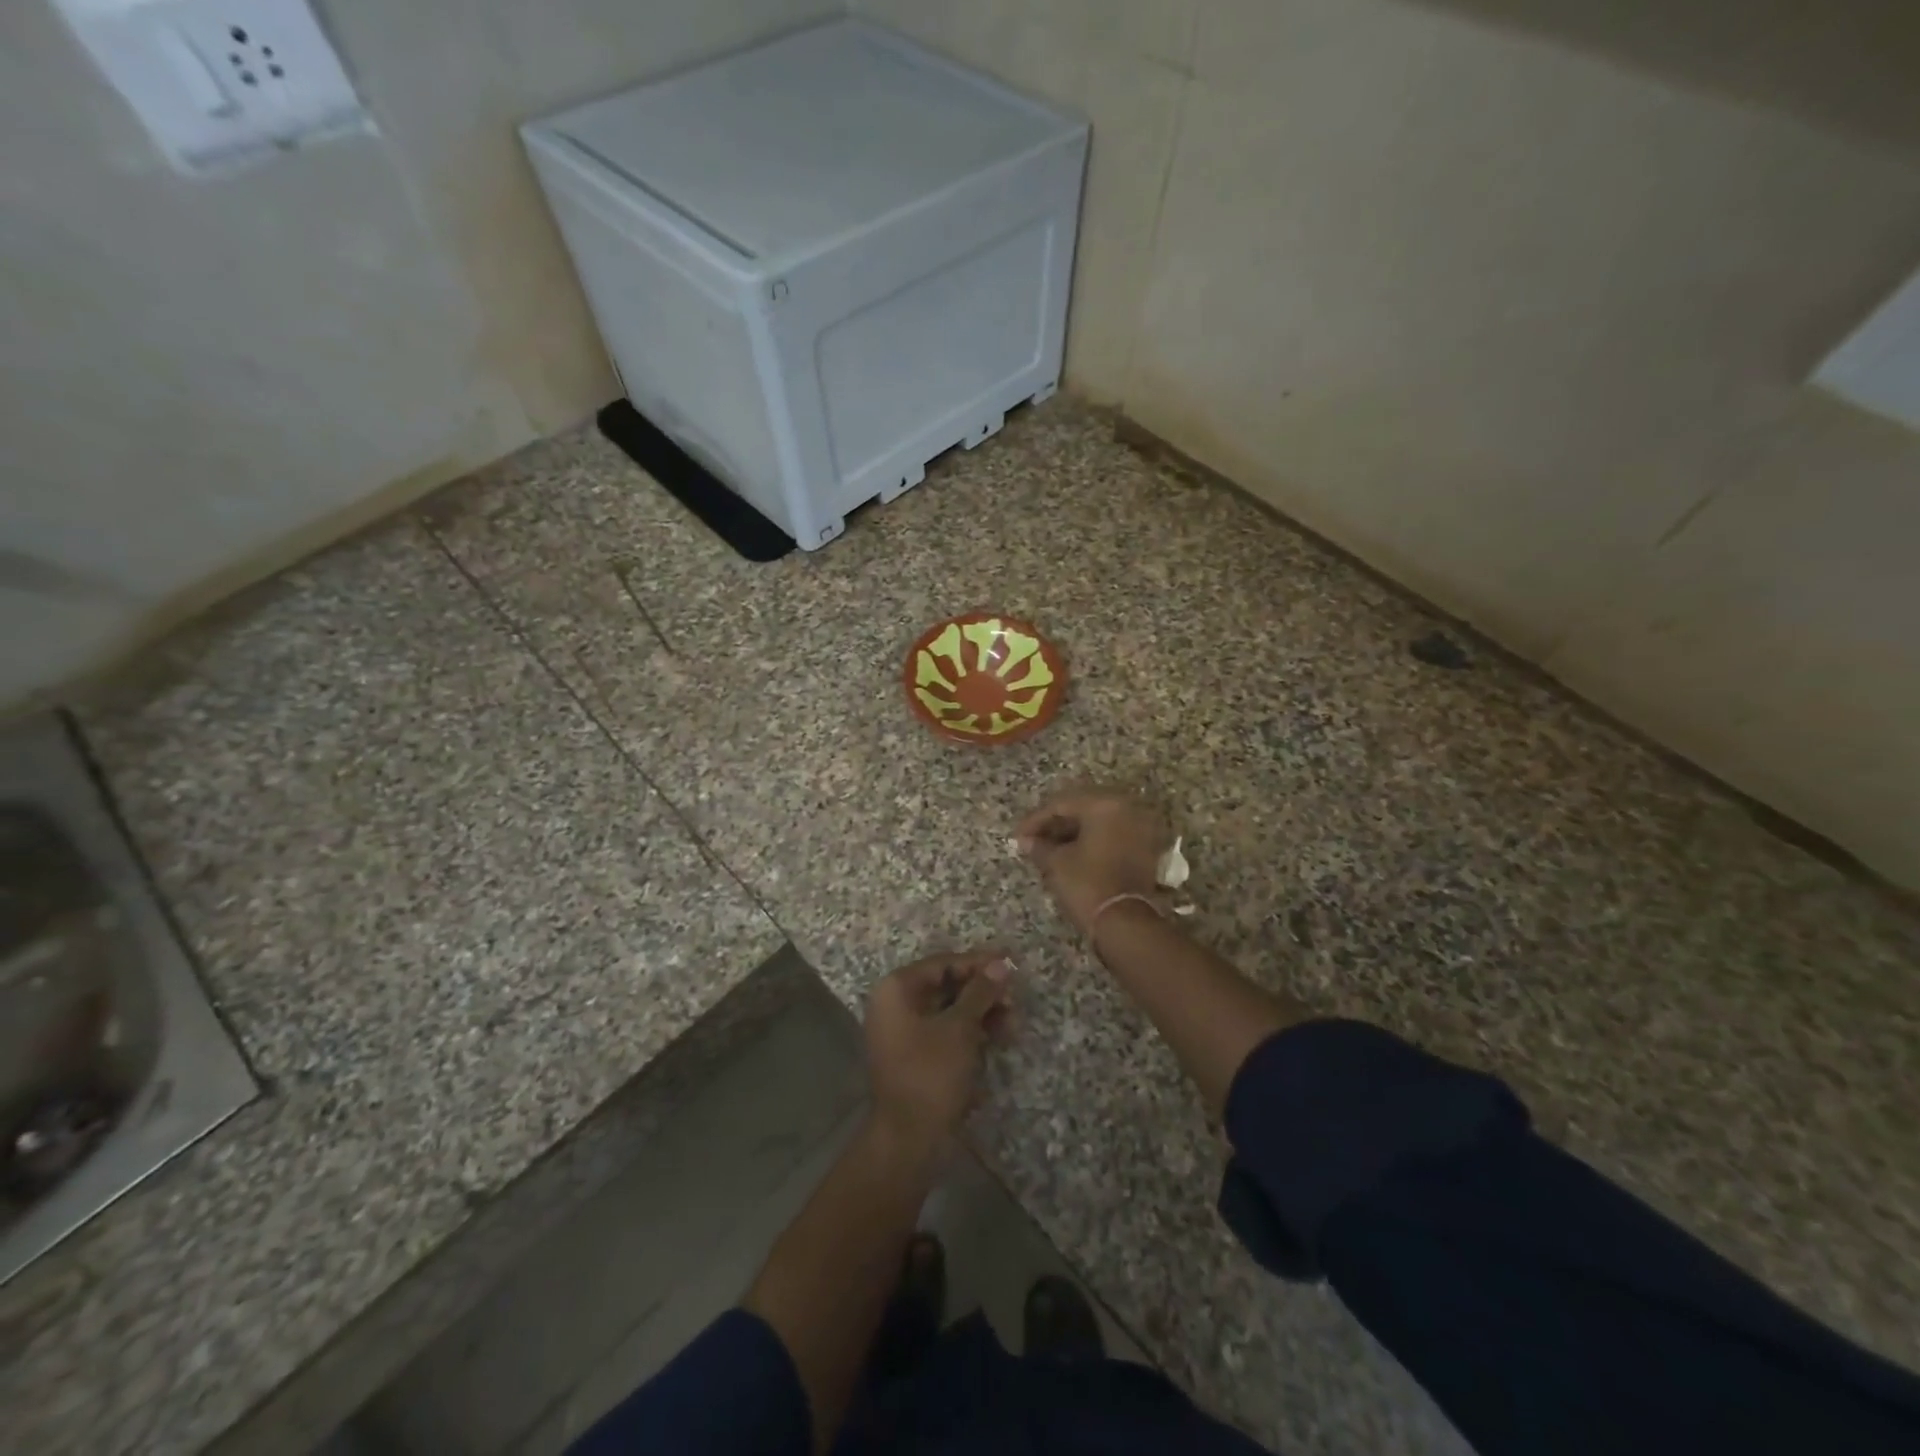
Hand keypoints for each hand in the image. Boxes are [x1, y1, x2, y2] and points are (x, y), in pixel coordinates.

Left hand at [864, 952, 1012, 1152]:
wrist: (909, 1139)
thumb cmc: (931, 1073)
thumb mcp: (960, 1028)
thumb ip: (980, 992)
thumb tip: (1000, 963)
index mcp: (897, 990)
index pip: (942, 963)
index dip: (978, 963)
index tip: (1010, 963)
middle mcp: (896, 1005)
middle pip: (946, 986)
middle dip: (983, 991)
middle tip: (1014, 998)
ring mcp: (904, 1032)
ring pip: (949, 1010)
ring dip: (982, 1013)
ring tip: (1013, 1023)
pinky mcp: (916, 1056)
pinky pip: (946, 1032)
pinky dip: (971, 1032)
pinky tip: (999, 1037)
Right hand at [1015, 789, 1169, 934]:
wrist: (1125, 923)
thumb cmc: (1087, 885)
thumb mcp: (1056, 863)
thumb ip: (1040, 846)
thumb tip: (1026, 841)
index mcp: (1103, 805)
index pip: (1061, 804)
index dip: (1035, 820)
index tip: (1018, 836)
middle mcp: (1126, 808)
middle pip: (1082, 808)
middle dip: (1055, 823)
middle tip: (1033, 839)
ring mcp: (1140, 828)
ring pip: (1098, 822)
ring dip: (1073, 832)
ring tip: (1049, 848)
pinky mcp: (1145, 848)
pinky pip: (1112, 835)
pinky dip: (1092, 841)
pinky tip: (1072, 854)